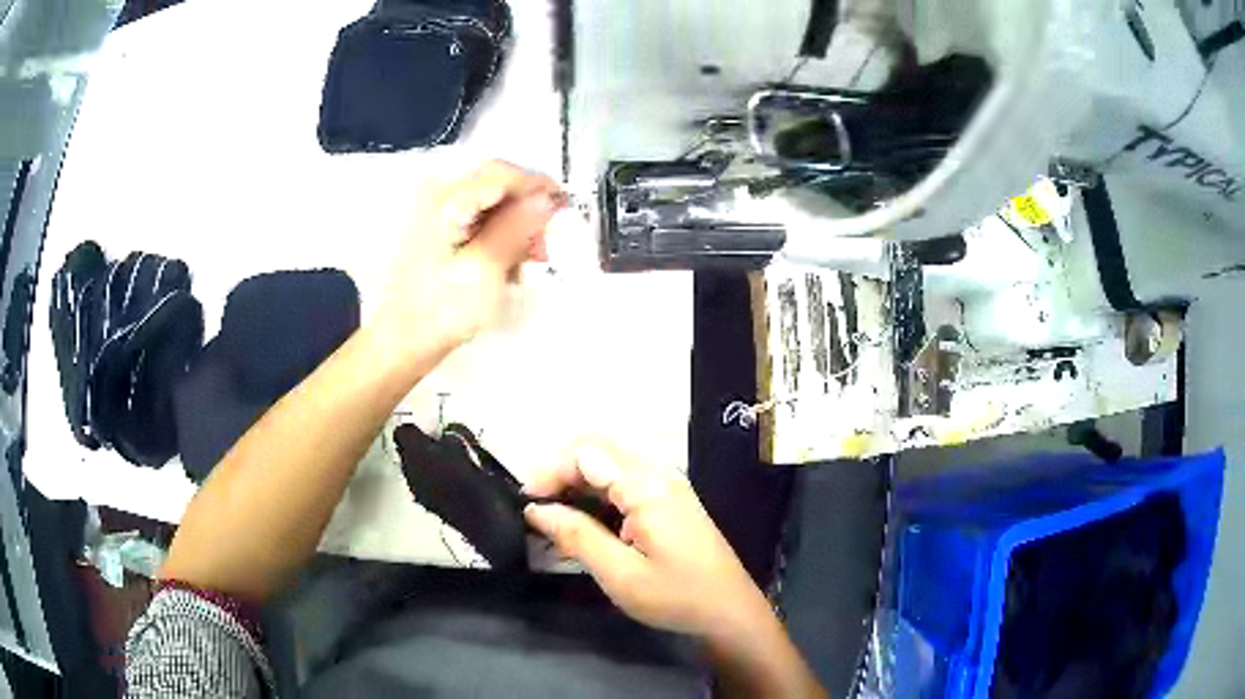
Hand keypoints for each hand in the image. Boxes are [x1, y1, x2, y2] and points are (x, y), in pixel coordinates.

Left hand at [376, 160, 564, 352]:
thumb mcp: (484, 271)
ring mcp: (435, 211)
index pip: (501, 174)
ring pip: (491, 201)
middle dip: (527, 209)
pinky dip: (499, 234)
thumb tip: (546, 197)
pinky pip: (479, 217)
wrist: (402, 342)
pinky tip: (507, 262)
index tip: (564, 208)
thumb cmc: (438, 313)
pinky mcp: (437, 228)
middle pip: (496, 183)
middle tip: (544, 244)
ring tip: (528, 260)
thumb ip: (515, 228)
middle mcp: (436, 195)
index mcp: (443, 201)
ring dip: (515, 224)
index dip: (538, 186)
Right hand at [523, 440, 775, 643]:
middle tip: (537, 507)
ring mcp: (668, 484)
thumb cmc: (677, 596)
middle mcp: (659, 474)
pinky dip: (597, 491)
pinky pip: (625, 480)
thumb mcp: (620, 574)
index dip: (550, 470)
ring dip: (577, 480)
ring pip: (610, 462)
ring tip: (554, 514)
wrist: (730, 611)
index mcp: (648, 486)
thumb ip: (576, 536)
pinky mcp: (670, 499)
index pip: (587, 453)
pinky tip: (584, 520)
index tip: (526, 501)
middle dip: (561, 471)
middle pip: (598, 449)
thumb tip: (536, 510)